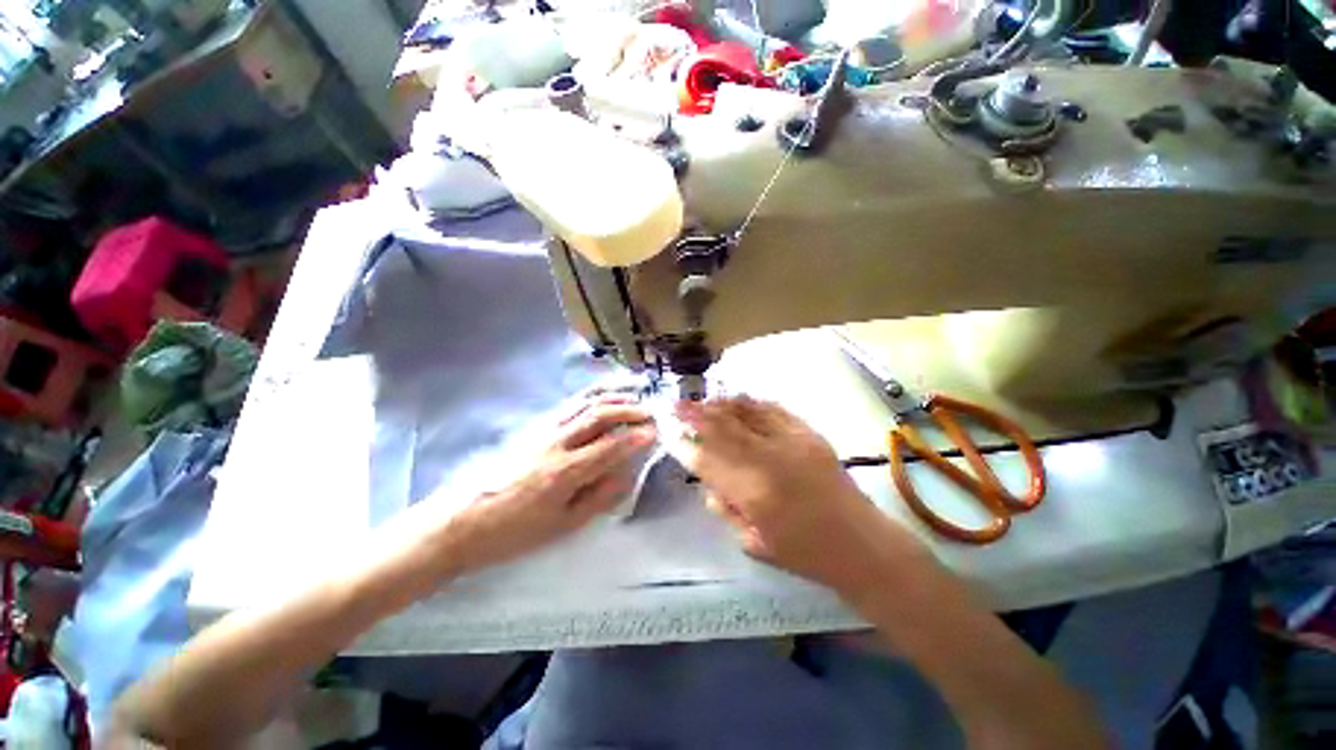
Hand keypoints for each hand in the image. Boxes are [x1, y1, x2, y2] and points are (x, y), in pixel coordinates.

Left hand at [441, 393, 656, 574]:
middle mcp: (556, 443)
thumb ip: (599, 498)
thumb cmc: (515, 532)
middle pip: (598, 415)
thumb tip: (627, 475)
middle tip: (649, 411)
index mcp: (565, 472)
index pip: (610, 446)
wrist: (463, 521)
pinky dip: (589, 396)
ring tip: (632, 396)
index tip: (655, 431)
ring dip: (611, 397)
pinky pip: (567, 405)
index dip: (636, 437)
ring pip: (583, 404)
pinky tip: (600, 397)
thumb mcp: (562, 526)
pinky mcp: (533, 427)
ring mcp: (542, 431)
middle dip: (628, 409)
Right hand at [674, 396, 922, 592]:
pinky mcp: (810, 434)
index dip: (687, 447)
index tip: (672, 435)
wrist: (860, 543)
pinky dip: (752, 403)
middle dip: (696, 416)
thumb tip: (709, 483)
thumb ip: (726, 509)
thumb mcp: (753, 543)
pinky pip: (774, 410)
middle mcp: (770, 461)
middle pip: (724, 430)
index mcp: (754, 494)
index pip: (709, 463)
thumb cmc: (804, 553)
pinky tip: (738, 400)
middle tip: (677, 406)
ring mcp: (793, 442)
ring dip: (721, 405)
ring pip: (747, 414)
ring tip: (704, 401)